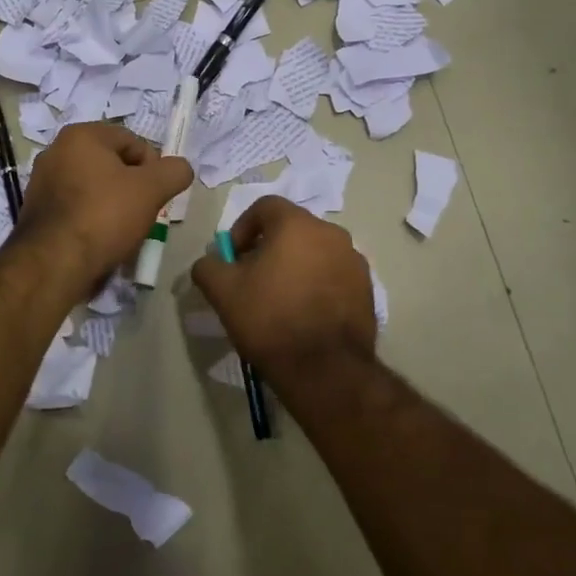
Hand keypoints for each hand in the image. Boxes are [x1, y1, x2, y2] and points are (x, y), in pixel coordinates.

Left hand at [16, 123, 191, 295]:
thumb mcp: (151, 190)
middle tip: (143, 214)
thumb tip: (180, 168)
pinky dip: (92, 219)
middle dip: (133, 187)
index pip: (133, 141)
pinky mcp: (36, 211)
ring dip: (113, 205)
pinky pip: (76, 207)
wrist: (53, 264)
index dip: (154, 167)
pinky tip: (100, 240)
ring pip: (94, 187)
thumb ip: (174, 172)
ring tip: (123, 231)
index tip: (157, 195)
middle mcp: (56, 151)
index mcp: (81, 135)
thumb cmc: (104, 216)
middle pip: (112, 164)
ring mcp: (42, 182)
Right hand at [190, 197, 377, 382]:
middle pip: (291, 229)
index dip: (242, 227)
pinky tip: (303, 314)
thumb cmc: (270, 318)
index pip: (265, 207)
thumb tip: (210, 262)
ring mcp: (354, 261)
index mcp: (297, 224)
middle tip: (251, 278)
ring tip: (278, 298)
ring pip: (314, 252)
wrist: (324, 369)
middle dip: (268, 247)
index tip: (233, 257)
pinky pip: (333, 275)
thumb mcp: (222, 291)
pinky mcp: (366, 290)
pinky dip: (316, 284)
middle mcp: (331, 233)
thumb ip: (208, 266)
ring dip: (294, 265)